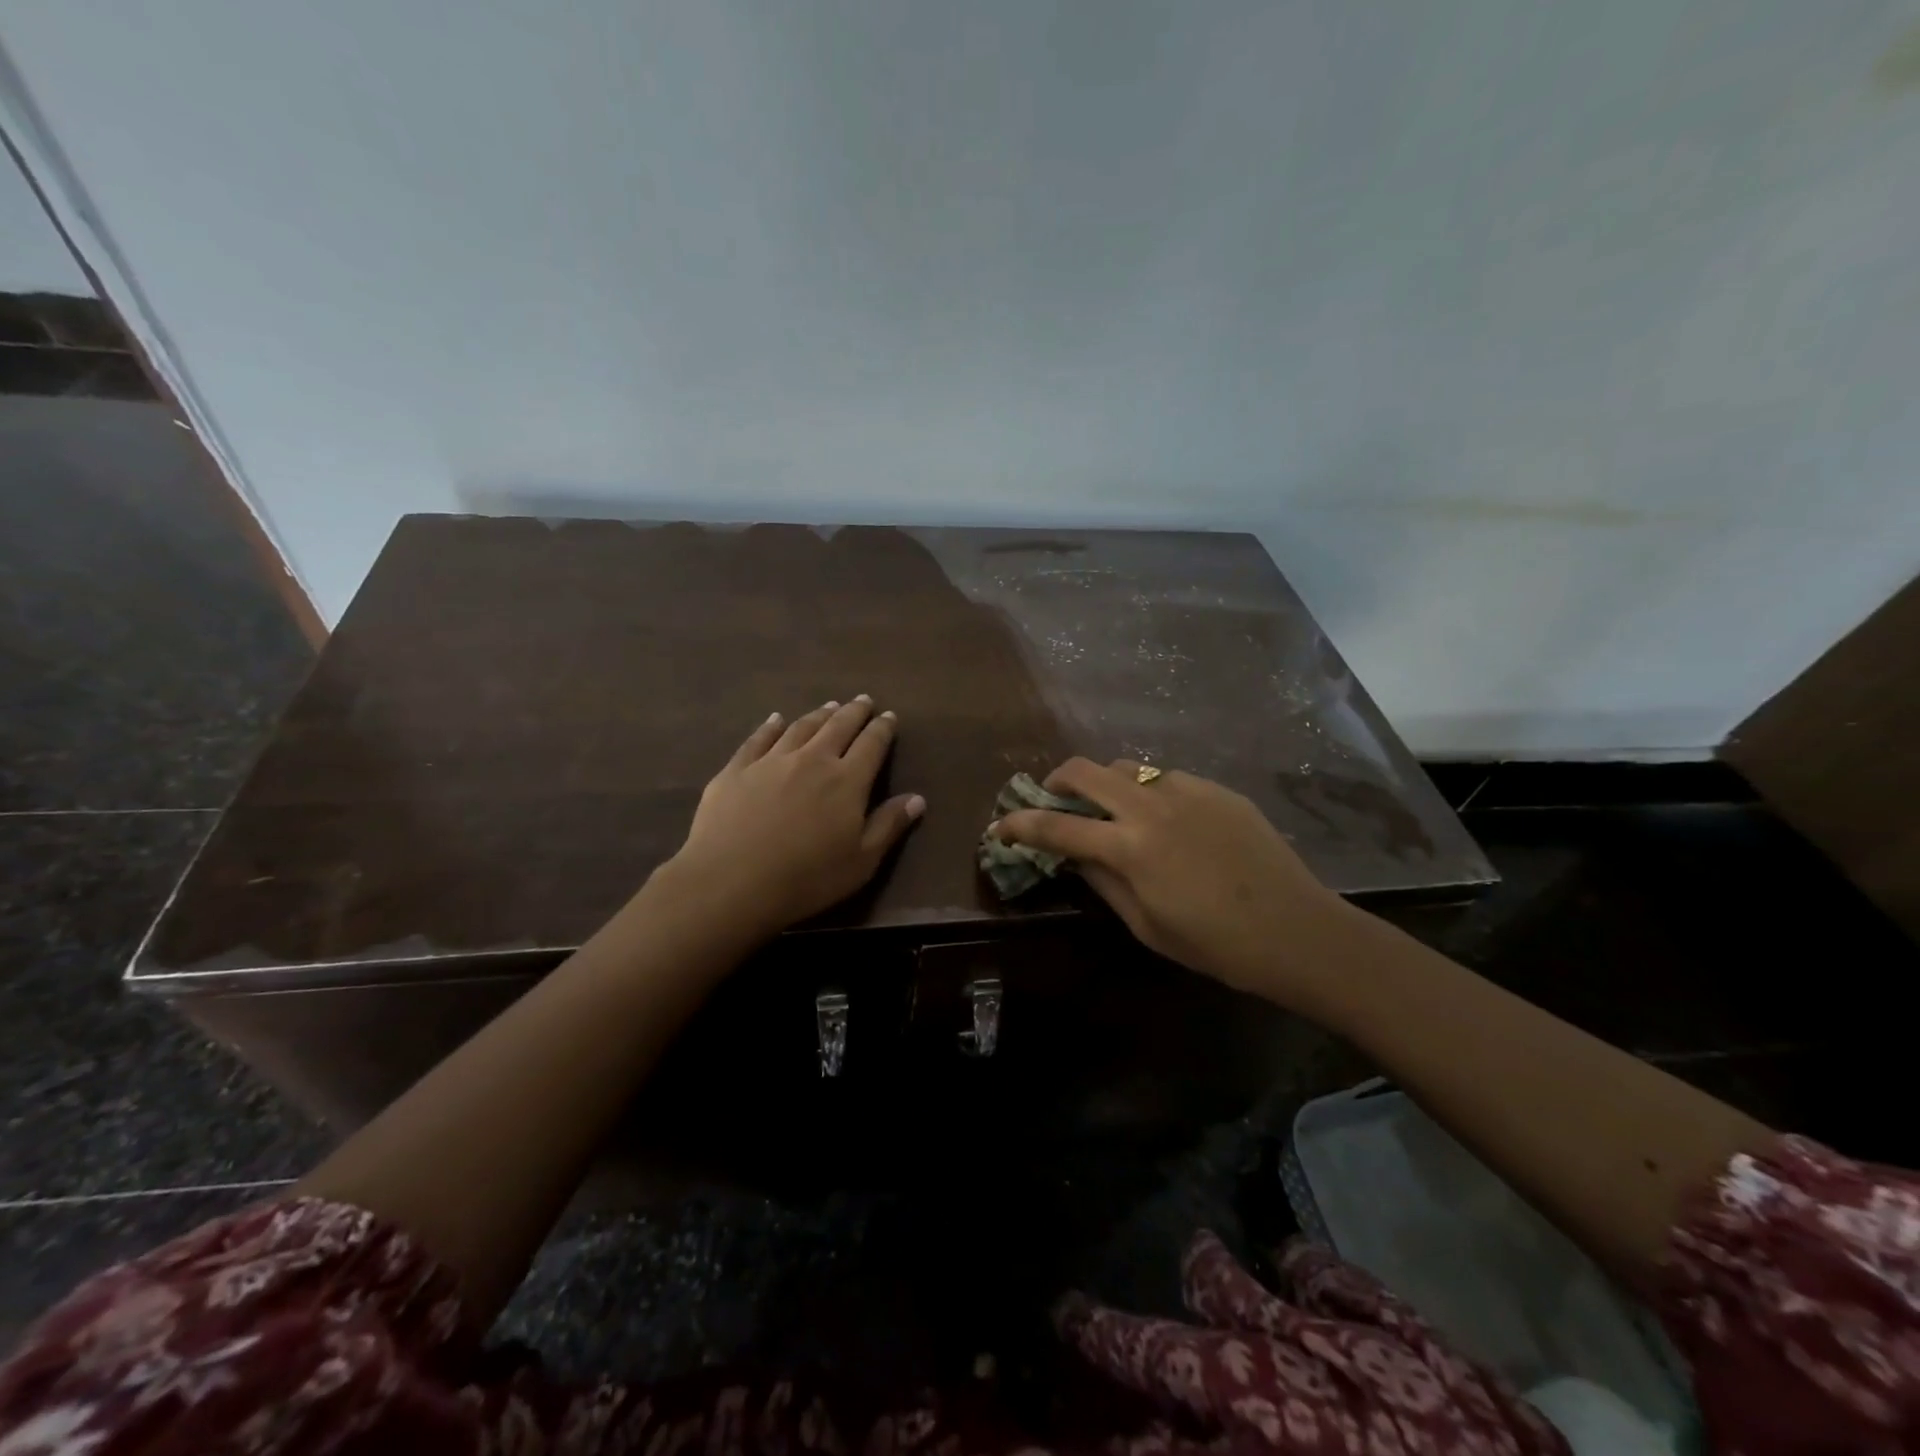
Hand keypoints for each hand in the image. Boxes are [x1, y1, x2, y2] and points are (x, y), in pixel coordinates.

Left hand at [659, 698, 924, 940]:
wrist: (731, 881)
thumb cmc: (806, 878)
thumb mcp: (861, 861)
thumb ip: (889, 826)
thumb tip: (918, 798)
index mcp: (847, 781)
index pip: (872, 745)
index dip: (883, 728)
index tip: (889, 716)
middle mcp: (812, 759)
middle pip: (838, 726)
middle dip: (854, 711)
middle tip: (863, 700)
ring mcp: (771, 760)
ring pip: (801, 727)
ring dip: (819, 714)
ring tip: (829, 706)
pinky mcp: (737, 769)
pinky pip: (758, 739)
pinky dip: (770, 726)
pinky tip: (775, 719)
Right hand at [991, 759, 1352, 1009]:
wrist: (1297, 930)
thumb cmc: (1215, 945)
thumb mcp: (1146, 925)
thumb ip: (1102, 880)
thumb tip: (1072, 854)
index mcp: (1130, 848)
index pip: (1057, 827)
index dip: (1021, 825)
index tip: (1001, 825)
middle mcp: (1151, 807)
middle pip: (1085, 770)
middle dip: (1056, 781)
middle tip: (1054, 801)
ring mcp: (1187, 790)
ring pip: (1126, 767)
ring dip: (1105, 784)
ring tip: (1113, 811)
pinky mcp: (1216, 789)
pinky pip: (1166, 778)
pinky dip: (1148, 792)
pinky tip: (1166, 820)